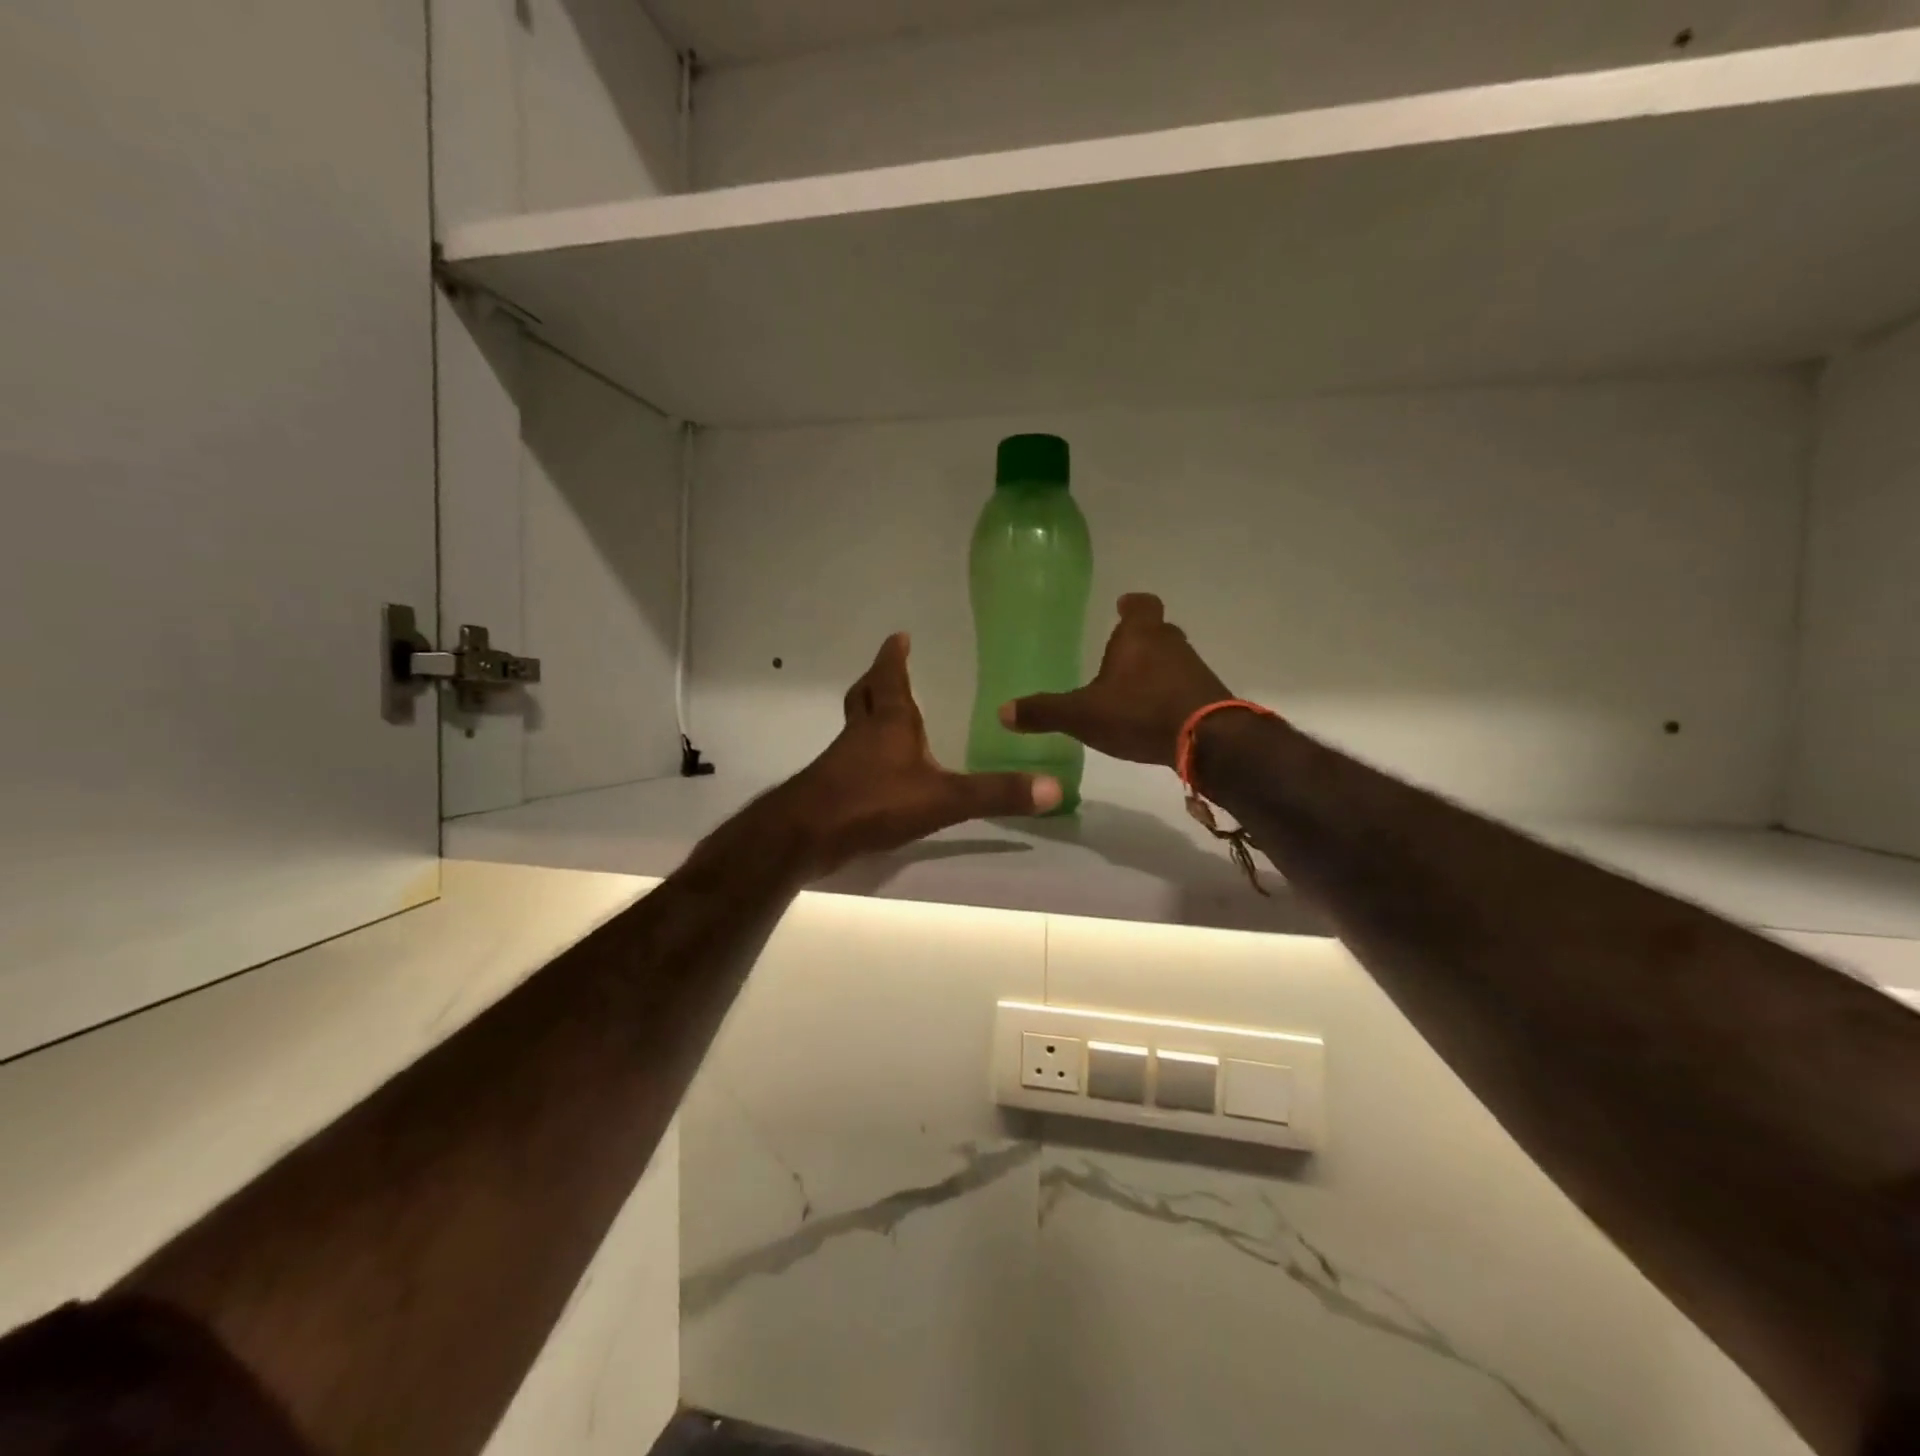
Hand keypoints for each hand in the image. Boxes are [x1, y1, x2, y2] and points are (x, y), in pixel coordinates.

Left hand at [775, 633, 1061, 875]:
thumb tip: (1054, 787)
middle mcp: (863, 733)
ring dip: (870, 715)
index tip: (899, 636)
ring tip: (889, 719)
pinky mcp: (834, 787)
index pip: (890, 676)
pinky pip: (851, 758)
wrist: (807, 835)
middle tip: (889, 670)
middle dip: (878, 680)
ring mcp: (844, 760)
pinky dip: (866, 753)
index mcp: (889, 721)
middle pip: (865, 695)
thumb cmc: (874, 802)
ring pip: (856, 726)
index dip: (894, 656)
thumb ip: (995, 793)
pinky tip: (882, 772)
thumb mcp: (943, 798)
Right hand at [1000, 593, 1230, 768]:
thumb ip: (1044, 712)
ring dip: (1154, 669)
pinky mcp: (1207, 696)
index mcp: (1139, 636)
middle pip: (1157, 631)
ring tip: (1132, 689)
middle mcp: (1170, 644)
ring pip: (1171, 659)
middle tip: (1119, 653)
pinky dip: (1168, 694)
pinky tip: (1153, 715)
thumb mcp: (1082, 715)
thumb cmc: (1139, 713)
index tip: (1122, 606)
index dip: (1131, 605)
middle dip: (1139, 640)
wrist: (1207, 740)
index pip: (1140, 605)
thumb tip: (1003, 712)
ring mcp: (1194, 670)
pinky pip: (1183, 687)